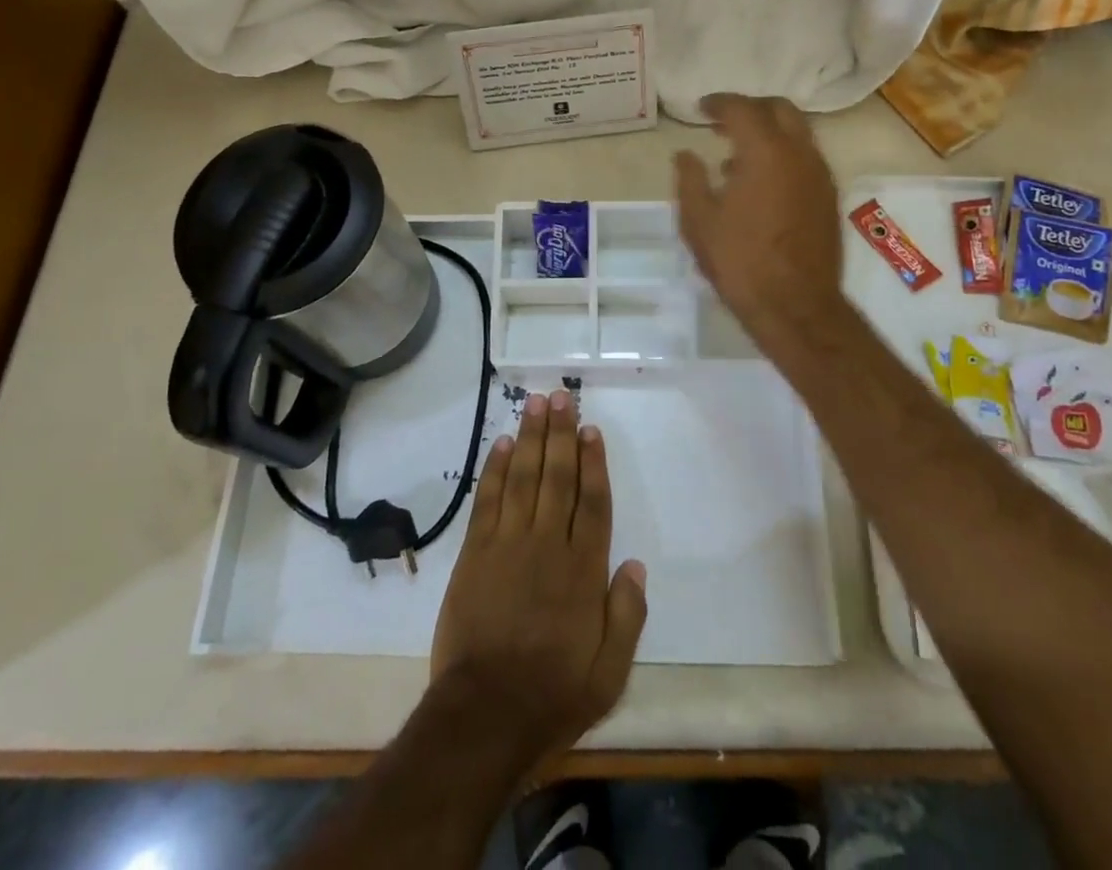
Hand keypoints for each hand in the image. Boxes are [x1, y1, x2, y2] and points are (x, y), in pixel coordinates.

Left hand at [430, 390, 647, 769]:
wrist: (484, 714)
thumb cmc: (553, 693)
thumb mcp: (610, 671)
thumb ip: (627, 615)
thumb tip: (636, 565)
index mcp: (582, 569)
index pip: (592, 502)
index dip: (593, 462)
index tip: (590, 429)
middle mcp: (547, 544)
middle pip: (557, 476)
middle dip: (560, 434)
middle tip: (560, 396)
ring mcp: (508, 544)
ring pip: (522, 477)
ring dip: (529, 437)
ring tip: (534, 403)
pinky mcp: (475, 552)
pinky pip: (487, 499)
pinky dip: (494, 469)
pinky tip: (501, 443)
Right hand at [674, 92, 846, 335]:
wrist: (795, 306)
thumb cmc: (740, 261)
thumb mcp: (699, 221)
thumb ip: (690, 179)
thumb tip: (685, 154)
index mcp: (766, 152)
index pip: (743, 109)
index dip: (719, 103)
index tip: (701, 109)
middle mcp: (800, 154)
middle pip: (781, 110)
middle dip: (751, 108)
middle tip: (723, 122)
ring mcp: (820, 175)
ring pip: (798, 133)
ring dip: (769, 132)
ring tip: (735, 155)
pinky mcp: (828, 197)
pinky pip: (806, 158)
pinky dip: (783, 154)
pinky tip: (759, 183)